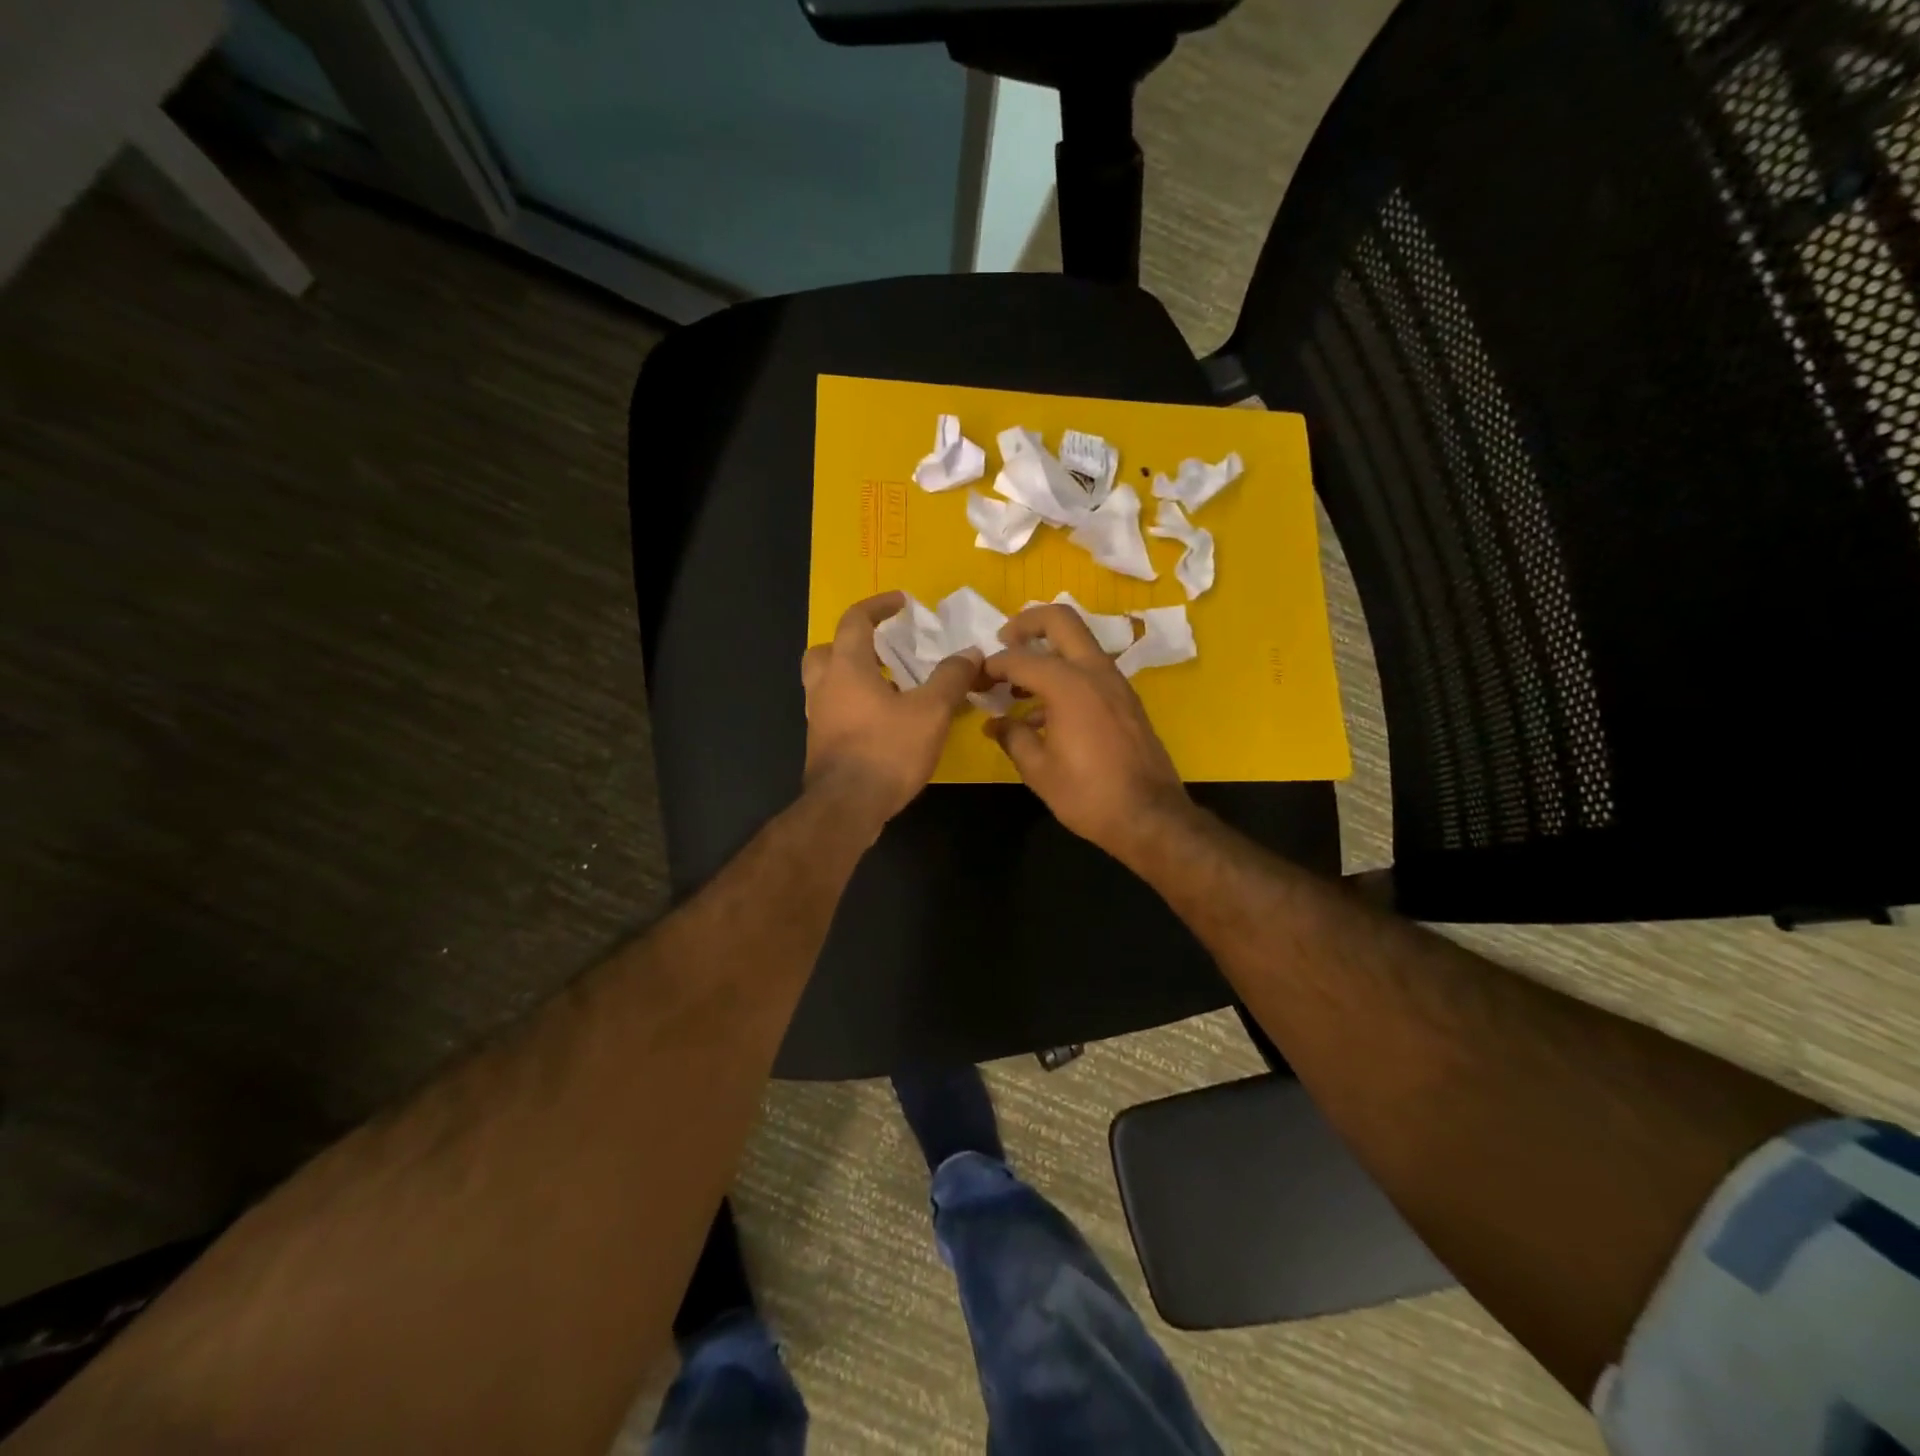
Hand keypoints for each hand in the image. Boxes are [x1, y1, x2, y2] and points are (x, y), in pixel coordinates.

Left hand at [800, 592, 980, 828]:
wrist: (847, 808)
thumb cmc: (887, 750)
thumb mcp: (930, 711)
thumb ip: (950, 678)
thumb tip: (971, 653)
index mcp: (846, 667)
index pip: (855, 620)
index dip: (878, 606)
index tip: (900, 602)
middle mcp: (824, 686)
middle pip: (826, 650)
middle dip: (852, 643)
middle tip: (882, 649)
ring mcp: (817, 717)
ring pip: (826, 683)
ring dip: (852, 676)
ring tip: (888, 686)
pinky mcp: (820, 744)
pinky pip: (833, 710)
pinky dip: (853, 705)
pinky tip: (882, 721)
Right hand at [981, 605, 1193, 860]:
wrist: (1150, 817)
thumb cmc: (1088, 795)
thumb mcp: (1039, 770)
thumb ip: (1013, 737)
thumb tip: (995, 723)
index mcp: (1069, 685)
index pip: (1019, 658)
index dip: (991, 665)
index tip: (974, 678)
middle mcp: (1095, 672)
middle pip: (1060, 620)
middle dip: (1027, 624)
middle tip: (1003, 642)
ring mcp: (1116, 683)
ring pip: (1078, 644)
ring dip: (1047, 652)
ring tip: (1017, 687)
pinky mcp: (1126, 700)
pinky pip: (1090, 671)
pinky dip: (1065, 675)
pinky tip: (1044, 713)